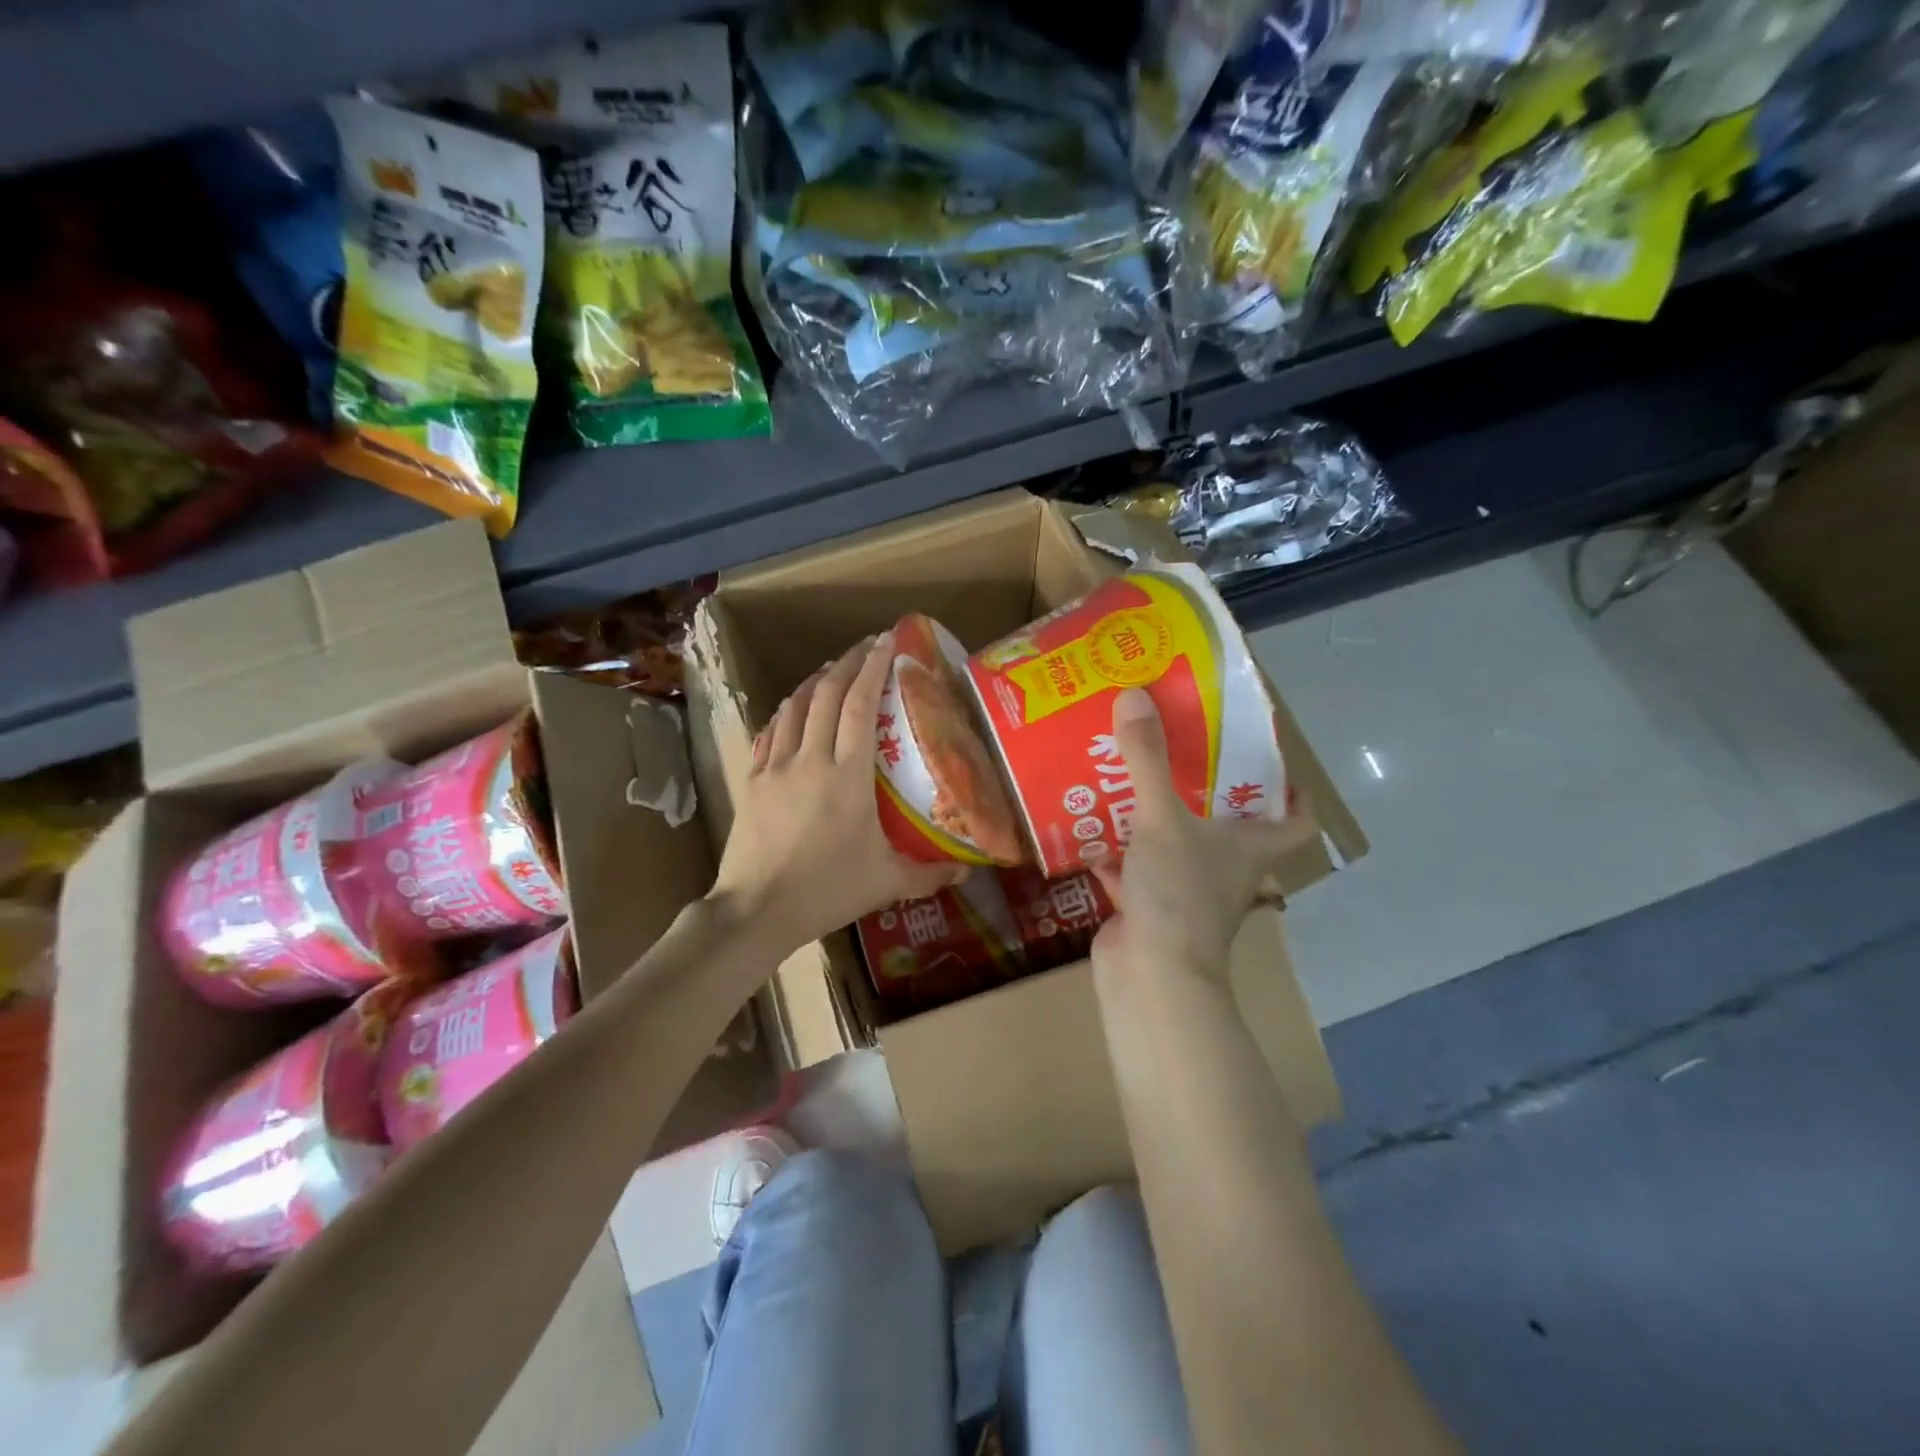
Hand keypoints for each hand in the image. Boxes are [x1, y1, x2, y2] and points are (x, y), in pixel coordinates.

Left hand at [709, 632, 965, 952]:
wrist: (756, 909)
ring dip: (815, 681)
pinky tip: (795, 709)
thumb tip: (967, 873)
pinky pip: (771, 731)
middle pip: (827, 694)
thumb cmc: (827, 891)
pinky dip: (787, 711)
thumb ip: (929, 874)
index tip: (886, 641)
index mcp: (848, 775)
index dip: (874, 667)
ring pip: (795, 706)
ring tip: (833, 670)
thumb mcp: (886, 883)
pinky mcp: (754, 779)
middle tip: (867, 647)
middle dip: (848, 662)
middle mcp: (811, 759)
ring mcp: (777, 766)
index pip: (860, 705)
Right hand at [1092, 689, 1316, 983]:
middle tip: (1174, 747)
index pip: (1294, 821)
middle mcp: (1223, 870)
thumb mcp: (1162, 818)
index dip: (1294, 794)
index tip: (1272, 760)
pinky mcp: (1147, 909)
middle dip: (1201, 790)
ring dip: (1151, 818)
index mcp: (1248, 849)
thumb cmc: (1178, 894)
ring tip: (1122, 776)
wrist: (1150, 977)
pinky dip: (1113, 853)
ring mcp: (1184, 892)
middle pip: (1225, 826)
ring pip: (1173, 845)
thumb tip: (1134, 696)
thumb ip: (1147, 759)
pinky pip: (1132, 870)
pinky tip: (1086, 827)